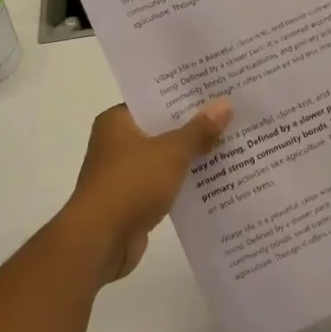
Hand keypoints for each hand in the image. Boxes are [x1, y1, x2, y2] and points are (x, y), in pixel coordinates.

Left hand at [56, 100, 232, 282]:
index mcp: (117, 121)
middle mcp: (116, 143)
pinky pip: (164, 182)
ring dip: (190, 156)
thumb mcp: (171, 152)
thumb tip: (224, 105)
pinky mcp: (132, 200)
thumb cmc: (131, 184)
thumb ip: (198, 131)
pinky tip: (214, 179)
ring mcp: (123, 173)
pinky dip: (183, 181)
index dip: (183, 96)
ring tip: (230, 144)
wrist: (100, 241)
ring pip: (164, 157)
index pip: (154, 100)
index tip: (214, 90)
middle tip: (230, 114)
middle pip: (161, 128)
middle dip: (193, 126)